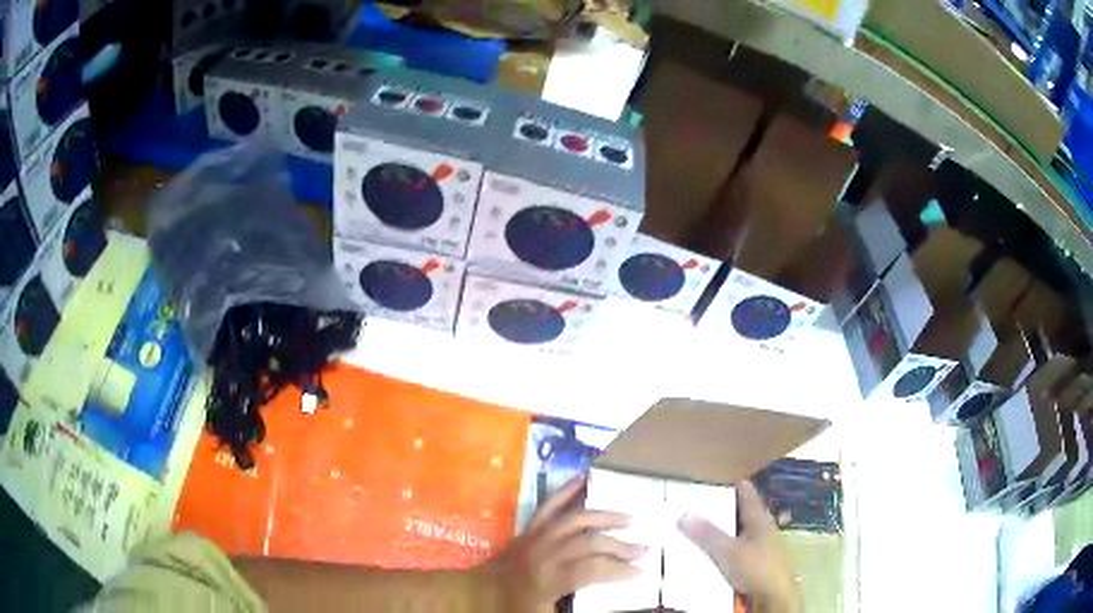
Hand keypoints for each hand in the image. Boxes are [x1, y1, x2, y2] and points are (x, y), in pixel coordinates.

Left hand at [484, 474, 645, 612]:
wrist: (477, 593)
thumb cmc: (512, 607)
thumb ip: (575, 607)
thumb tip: (609, 602)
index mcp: (550, 577)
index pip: (594, 568)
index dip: (619, 570)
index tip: (641, 572)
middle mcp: (546, 551)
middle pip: (590, 543)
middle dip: (621, 546)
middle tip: (644, 551)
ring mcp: (537, 536)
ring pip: (577, 519)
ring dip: (605, 517)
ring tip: (630, 519)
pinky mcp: (529, 528)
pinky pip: (549, 505)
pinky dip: (566, 490)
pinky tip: (584, 478)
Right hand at [678, 481, 800, 612]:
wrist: (775, 596)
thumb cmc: (757, 568)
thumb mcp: (728, 551)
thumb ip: (707, 534)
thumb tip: (683, 514)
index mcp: (759, 517)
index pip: (746, 491)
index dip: (731, 481)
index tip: (711, 475)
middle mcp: (762, 527)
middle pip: (742, 509)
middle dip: (723, 504)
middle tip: (699, 498)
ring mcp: (761, 544)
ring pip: (739, 528)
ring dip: (723, 525)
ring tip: (701, 522)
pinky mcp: (756, 560)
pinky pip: (737, 544)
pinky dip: (725, 542)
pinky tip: (713, 548)